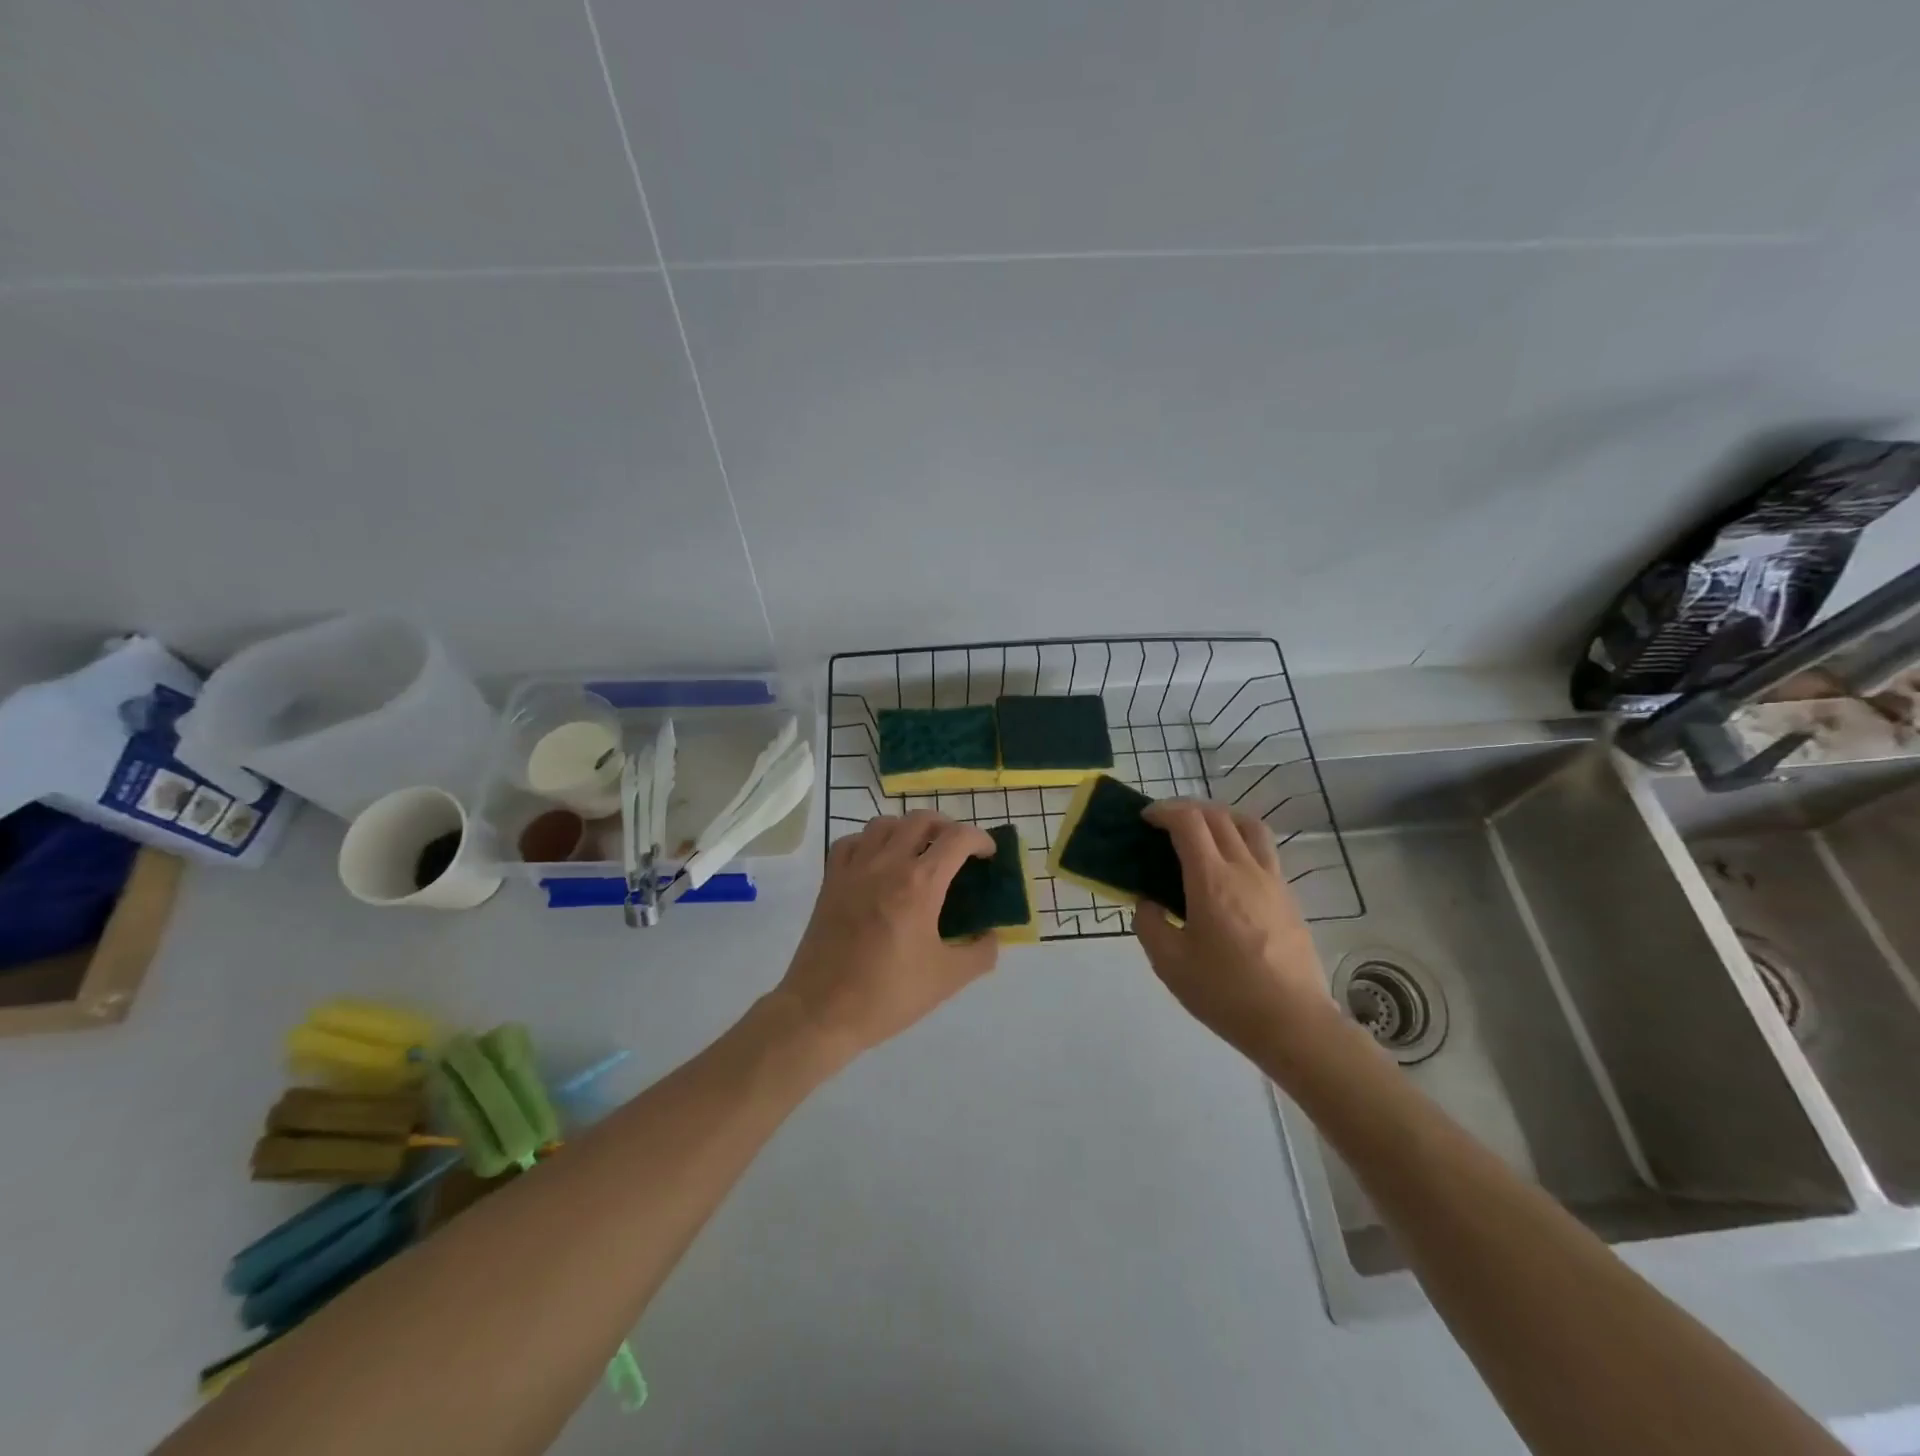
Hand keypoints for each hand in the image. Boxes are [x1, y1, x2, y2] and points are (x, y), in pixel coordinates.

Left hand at [774, 812, 999, 1066]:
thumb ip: (981, 952)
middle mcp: (887, 864)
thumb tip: (991, 936)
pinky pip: (851, 841)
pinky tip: (877, 861)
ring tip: (918, 852)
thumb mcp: (948, 979)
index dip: (980, 839)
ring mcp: (854, 868)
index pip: (957, 838)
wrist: (822, 1011)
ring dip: (908, 829)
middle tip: (956, 851)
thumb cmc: (888, 994)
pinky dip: (869, 841)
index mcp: (920, 884)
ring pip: (885, 823)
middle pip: (921, 819)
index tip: (988, 855)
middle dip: (947, 827)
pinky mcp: (830, 880)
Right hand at [1134, 800, 1342, 1064]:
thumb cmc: (1226, 993)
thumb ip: (1150, 924)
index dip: (1164, 811)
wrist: (1293, 1023)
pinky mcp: (1288, 897)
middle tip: (1165, 825)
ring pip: (1249, 826)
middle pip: (1218, 816)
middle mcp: (1244, 869)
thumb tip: (1148, 903)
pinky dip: (1241, 842)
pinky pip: (1264, 851)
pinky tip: (1229, 870)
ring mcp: (1272, 881)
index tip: (1145, 819)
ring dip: (1221, 818)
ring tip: (1203, 834)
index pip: (1188, 822)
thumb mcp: (1170, 964)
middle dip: (1187, 810)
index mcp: (1211, 880)